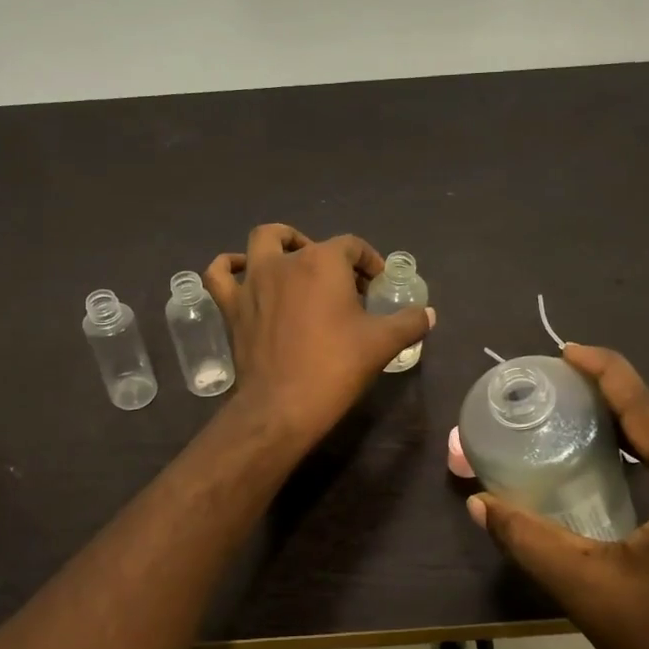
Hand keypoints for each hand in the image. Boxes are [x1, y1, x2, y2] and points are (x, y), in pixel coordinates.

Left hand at [205, 225, 433, 445]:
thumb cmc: (336, 367)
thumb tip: (428, 314)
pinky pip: (220, 274)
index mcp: (323, 262)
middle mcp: (286, 261)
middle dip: (327, 255)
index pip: (352, 246)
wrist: (283, 406)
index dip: (369, 262)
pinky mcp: (232, 306)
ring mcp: (254, 282)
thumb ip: (409, 322)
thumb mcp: (383, 343)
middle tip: (340, 283)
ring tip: (293, 261)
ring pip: (261, 243)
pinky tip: (241, 271)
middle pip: (308, 242)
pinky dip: (229, 266)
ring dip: (279, 244)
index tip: (378, 285)